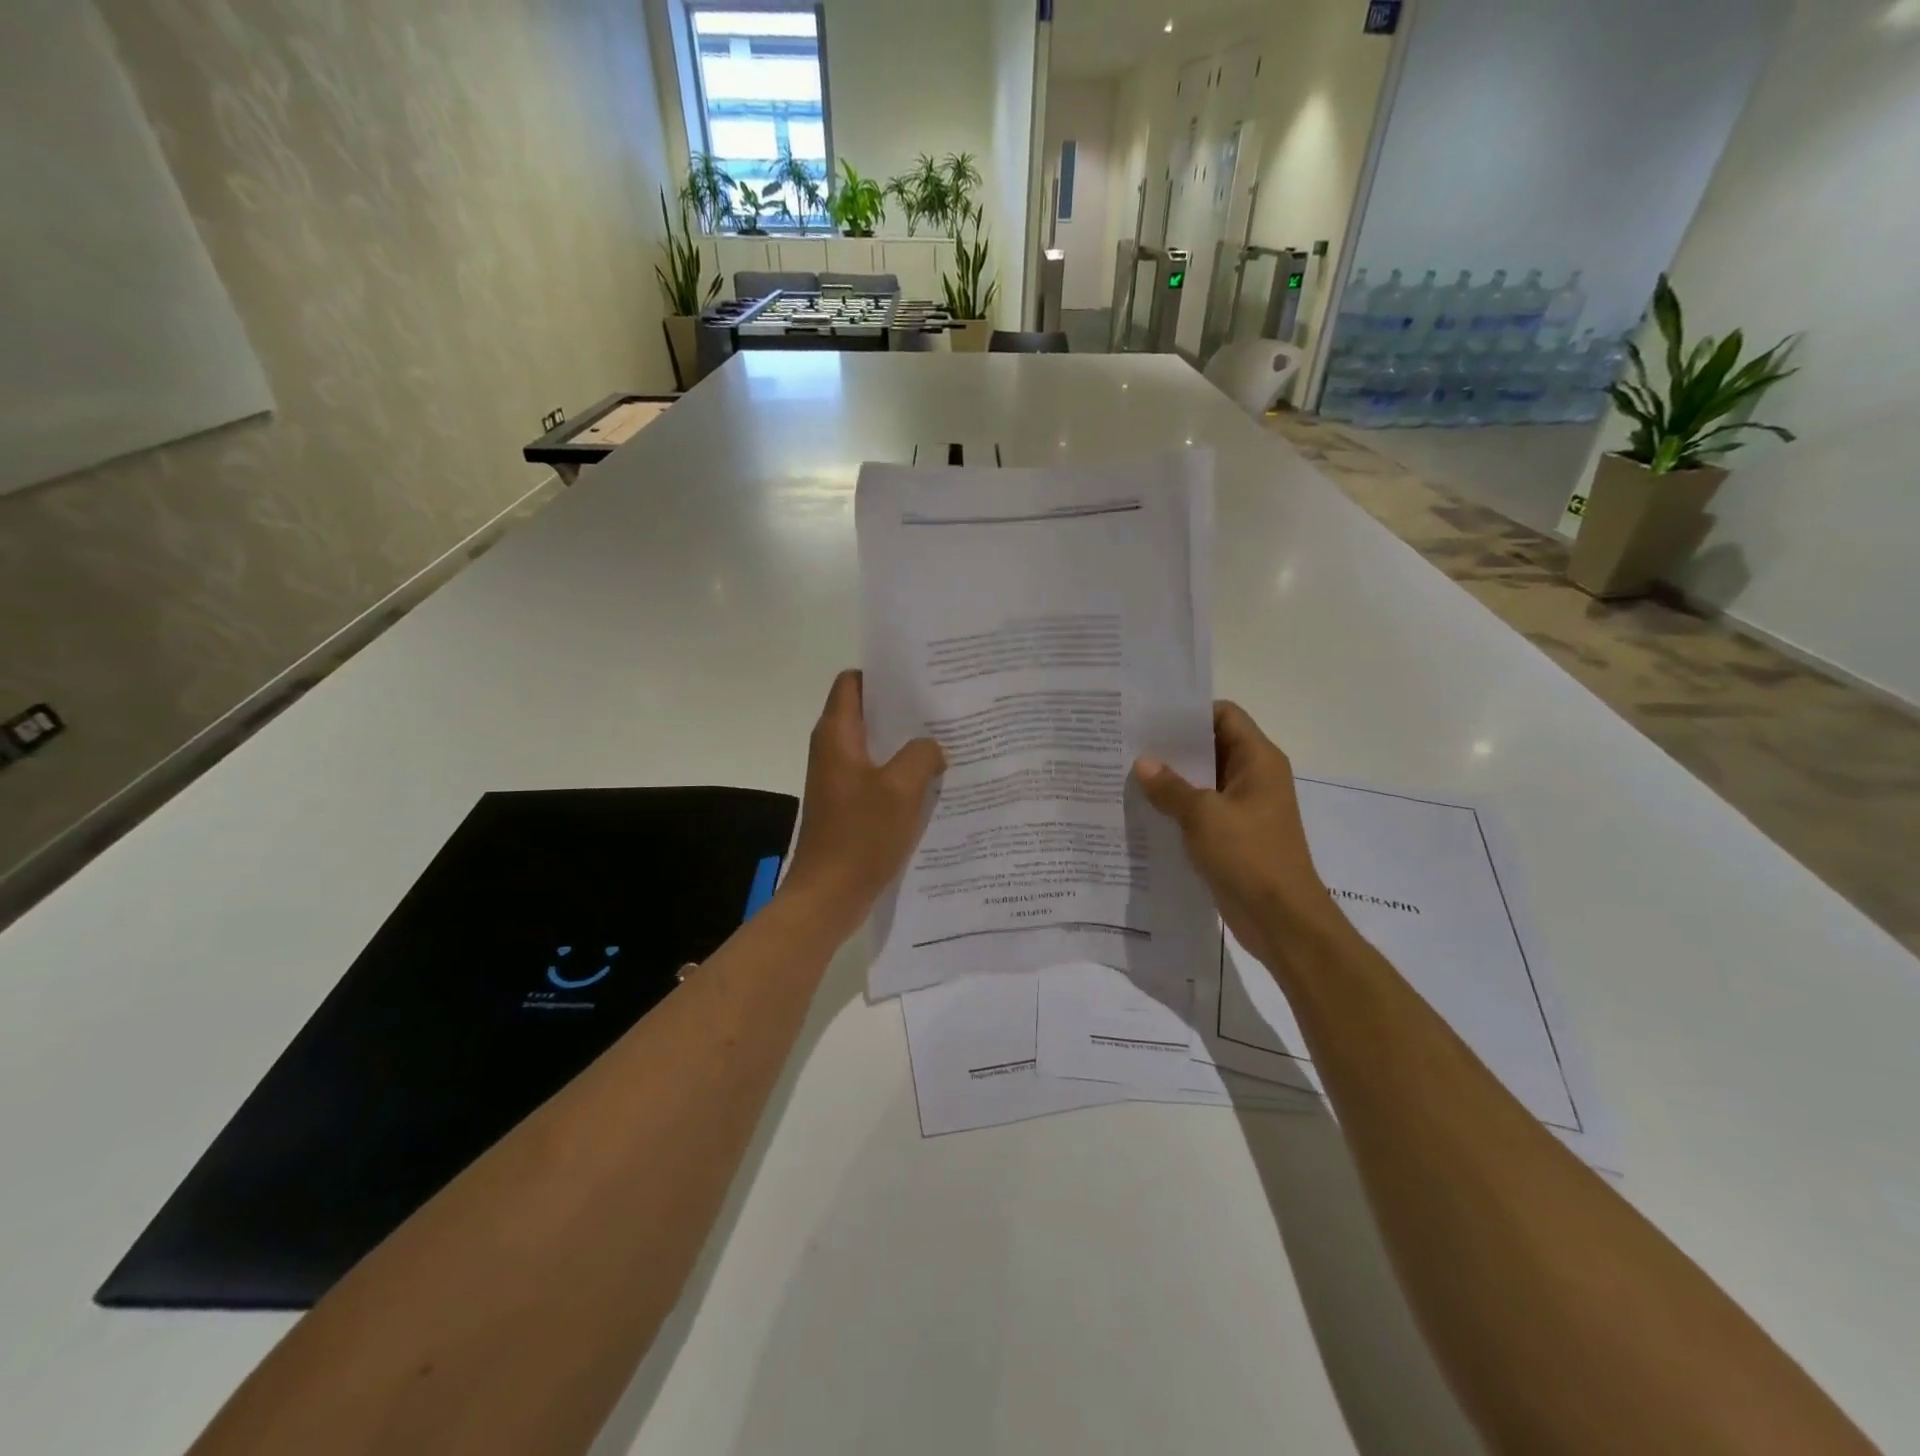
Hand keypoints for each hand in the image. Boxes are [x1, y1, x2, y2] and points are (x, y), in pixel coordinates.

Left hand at [782, 670, 946, 935]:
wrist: (828, 895)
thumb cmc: (860, 835)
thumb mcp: (902, 788)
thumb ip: (922, 755)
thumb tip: (932, 748)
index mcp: (837, 734)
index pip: (853, 682)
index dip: (883, 674)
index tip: (920, 678)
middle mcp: (833, 749)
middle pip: (868, 712)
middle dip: (904, 709)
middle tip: (945, 707)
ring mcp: (839, 779)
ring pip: (876, 746)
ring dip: (906, 744)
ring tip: (947, 741)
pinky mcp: (848, 805)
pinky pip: (877, 776)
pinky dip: (901, 773)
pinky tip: (933, 781)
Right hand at [1134, 702, 1336, 967]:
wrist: (1281, 920)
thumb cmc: (1249, 856)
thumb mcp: (1203, 816)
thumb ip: (1170, 787)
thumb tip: (1143, 764)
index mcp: (1258, 761)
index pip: (1224, 715)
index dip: (1189, 712)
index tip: (1149, 717)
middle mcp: (1254, 777)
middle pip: (1211, 746)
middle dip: (1172, 746)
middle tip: (1128, 743)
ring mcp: (1244, 808)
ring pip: (1203, 780)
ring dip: (1172, 779)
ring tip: (1128, 773)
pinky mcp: (1233, 835)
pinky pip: (1201, 810)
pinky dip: (1177, 807)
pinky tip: (1144, 809)